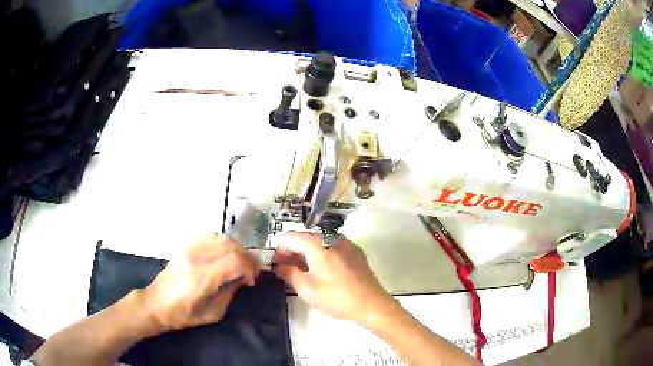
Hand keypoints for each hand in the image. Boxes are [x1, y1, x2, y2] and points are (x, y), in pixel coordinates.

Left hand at [140, 234, 258, 332]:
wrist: (156, 304)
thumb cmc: (183, 315)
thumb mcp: (212, 314)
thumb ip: (229, 294)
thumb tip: (241, 280)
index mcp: (202, 278)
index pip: (235, 261)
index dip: (250, 268)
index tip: (252, 280)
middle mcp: (196, 258)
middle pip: (230, 246)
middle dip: (247, 257)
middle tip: (251, 270)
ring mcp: (188, 249)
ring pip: (220, 238)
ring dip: (235, 248)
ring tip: (239, 261)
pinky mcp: (184, 246)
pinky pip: (208, 236)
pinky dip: (221, 243)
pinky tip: (223, 254)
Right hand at [272, 232, 394, 326]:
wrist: (372, 305)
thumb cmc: (336, 297)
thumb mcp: (306, 289)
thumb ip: (288, 273)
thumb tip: (278, 267)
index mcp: (318, 244)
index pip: (290, 237)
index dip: (279, 250)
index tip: (276, 265)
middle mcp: (331, 237)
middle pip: (305, 239)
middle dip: (293, 253)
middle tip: (287, 271)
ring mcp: (346, 244)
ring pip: (320, 244)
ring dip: (308, 255)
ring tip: (304, 273)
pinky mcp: (356, 253)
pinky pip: (333, 249)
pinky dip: (323, 256)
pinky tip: (323, 273)